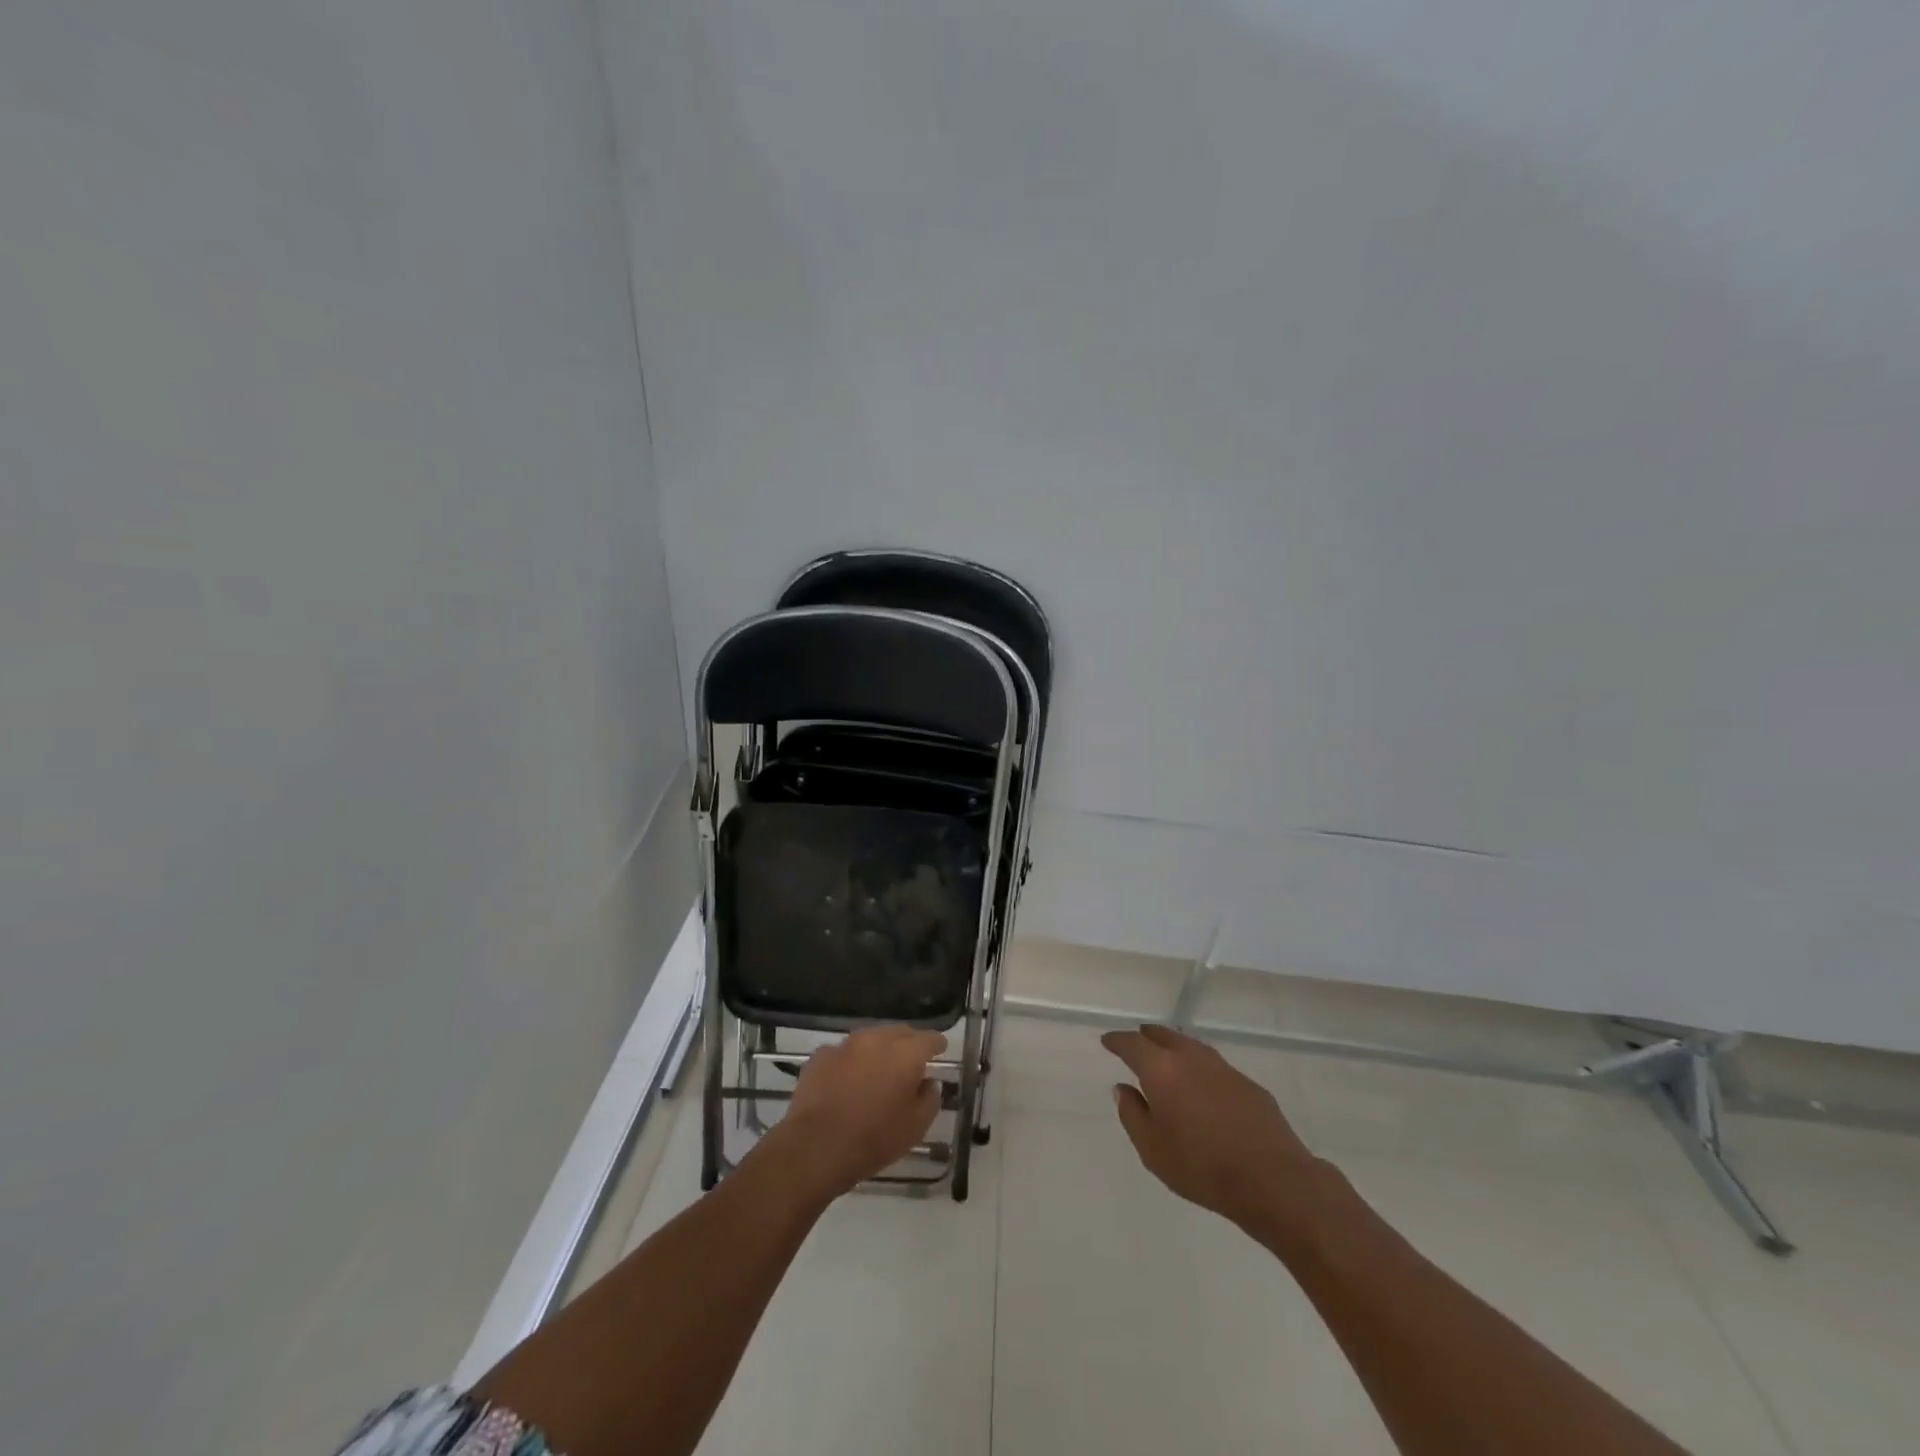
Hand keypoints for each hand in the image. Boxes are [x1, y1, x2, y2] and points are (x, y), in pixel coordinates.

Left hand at [775, 1026, 945, 1197]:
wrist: (815, 1147)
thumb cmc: (874, 1139)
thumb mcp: (915, 1127)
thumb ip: (930, 1099)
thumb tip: (929, 1083)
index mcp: (905, 1053)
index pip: (929, 1038)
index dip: (937, 1044)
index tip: (940, 1051)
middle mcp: (877, 1039)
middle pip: (899, 1032)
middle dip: (908, 1044)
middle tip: (911, 1062)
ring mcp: (845, 1044)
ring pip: (869, 1039)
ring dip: (878, 1050)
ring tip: (878, 1070)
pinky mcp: (821, 1055)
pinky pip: (843, 1053)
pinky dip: (850, 1062)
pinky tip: (847, 1081)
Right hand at [1102, 1024, 1325, 1231]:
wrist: (1272, 1180)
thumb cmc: (1202, 1168)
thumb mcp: (1152, 1150)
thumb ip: (1132, 1114)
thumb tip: (1124, 1088)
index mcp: (1162, 1070)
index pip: (1132, 1044)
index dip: (1117, 1041)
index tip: (1108, 1041)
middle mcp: (1191, 1058)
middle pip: (1164, 1036)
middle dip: (1147, 1036)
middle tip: (1137, 1041)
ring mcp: (1223, 1068)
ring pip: (1191, 1046)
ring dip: (1175, 1047)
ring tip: (1167, 1057)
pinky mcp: (1247, 1084)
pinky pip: (1214, 1066)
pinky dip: (1200, 1068)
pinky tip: (1202, 1086)